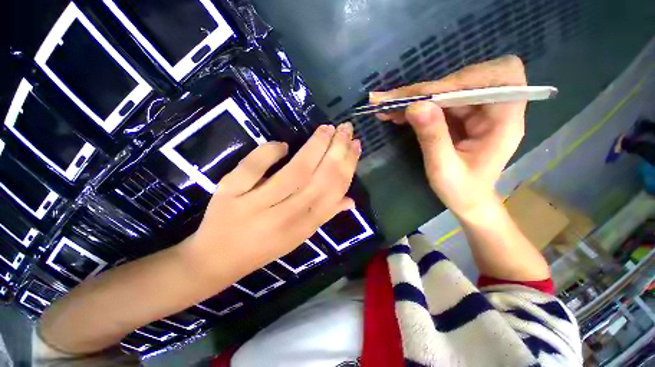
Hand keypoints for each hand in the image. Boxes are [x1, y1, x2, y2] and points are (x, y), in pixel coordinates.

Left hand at [187, 123, 360, 278]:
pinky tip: (283, 145)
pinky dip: (269, 152)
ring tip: (327, 129)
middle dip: (336, 150)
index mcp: (303, 227)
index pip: (333, 191)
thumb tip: (350, 200)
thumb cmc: (263, 248)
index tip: (355, 145)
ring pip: (294, 171)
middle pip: (318, 178)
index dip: (348, 166)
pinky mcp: (230, 193)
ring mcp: (255, 204)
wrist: (217, 259)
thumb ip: (325, 216)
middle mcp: (285, 216)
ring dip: (314, 147)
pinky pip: (254, 167)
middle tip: (345, 128)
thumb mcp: (299, 237)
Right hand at [370, 56, 526, 218]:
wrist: (467, 200)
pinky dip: (415, 105)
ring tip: (386, 105)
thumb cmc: (461, 190)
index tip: (425, 96)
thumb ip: (433, 137)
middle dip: (426, 88)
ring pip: (446, 89)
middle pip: (466, 79)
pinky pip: (437, 102)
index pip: (498, 77)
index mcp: (505, 121)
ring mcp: (476, 110)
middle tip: (392, 99)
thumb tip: (416, 105)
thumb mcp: (444, 168)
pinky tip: (395, 113)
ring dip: (414, 96)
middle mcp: (495, 108)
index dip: (462, 79)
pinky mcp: (461, 115)